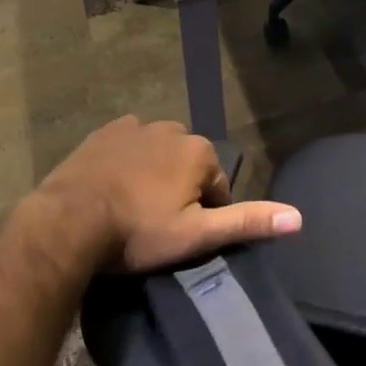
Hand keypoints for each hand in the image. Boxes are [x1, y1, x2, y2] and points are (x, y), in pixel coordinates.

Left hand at [40, 115, 300, 270]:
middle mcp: (174, 129)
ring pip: (159, 153)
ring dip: (153, 174)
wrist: (67, 223)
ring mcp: (137, 127)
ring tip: (131, 210)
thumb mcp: (196, 236)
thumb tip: (298, 217)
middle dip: (178, 190)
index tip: (179, 238)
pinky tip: (112, 187)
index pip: (216, 186)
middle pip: (188, 166)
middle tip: (154, 226)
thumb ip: (246, 222)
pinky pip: (128, 143)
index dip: (202, 215)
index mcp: (200, 151)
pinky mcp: (105, 132)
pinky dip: (127, 160)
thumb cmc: (137, 232)